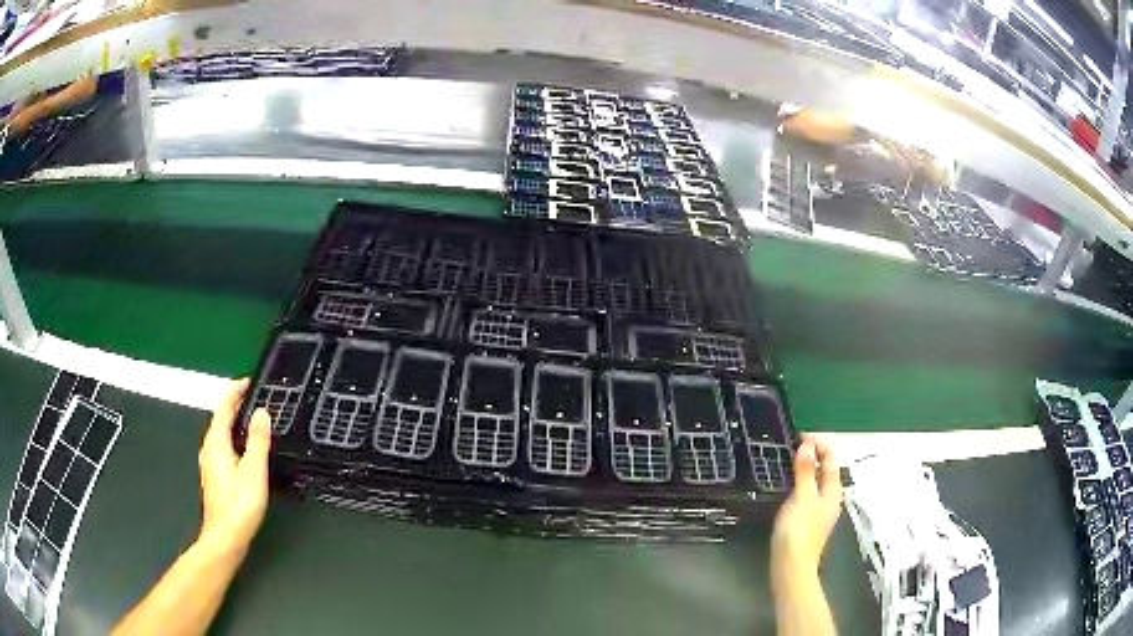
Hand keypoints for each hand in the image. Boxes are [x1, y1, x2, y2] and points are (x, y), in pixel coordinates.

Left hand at [197, 379, 271, 559]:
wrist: (225, 536)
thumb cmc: (240, 503)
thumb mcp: (254, 470)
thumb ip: (258, 440)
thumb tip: (262, 412)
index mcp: (216, 441)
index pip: (224, 406)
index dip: (236, 391)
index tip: (250, 382)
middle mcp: (209, 447)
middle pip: (220, 418)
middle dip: (236, 405)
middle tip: (255, 399)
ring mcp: (209, 463)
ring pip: (220, 433)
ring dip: (234, 422)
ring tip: (252, 420)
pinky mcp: (213, 476)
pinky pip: (222, 446)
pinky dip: (233, 437)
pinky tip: (243, 449)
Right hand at [772, 435, 842, 574]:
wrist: (791, 566)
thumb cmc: (798, 531)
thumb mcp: (801, 497)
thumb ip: (805, 472)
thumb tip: (808, 446)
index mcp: (833, 491)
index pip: (831, 459)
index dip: (819, 443)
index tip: (800, 436)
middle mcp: (830, 498)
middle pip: (827, 469)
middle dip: (814, 454)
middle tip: (793, 445)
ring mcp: (821, 511)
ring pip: (818, 481)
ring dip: (808, 468)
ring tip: (791, 460)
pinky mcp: (809, 520)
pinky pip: (809, 492)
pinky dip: (802, 482)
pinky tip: (790, 486)